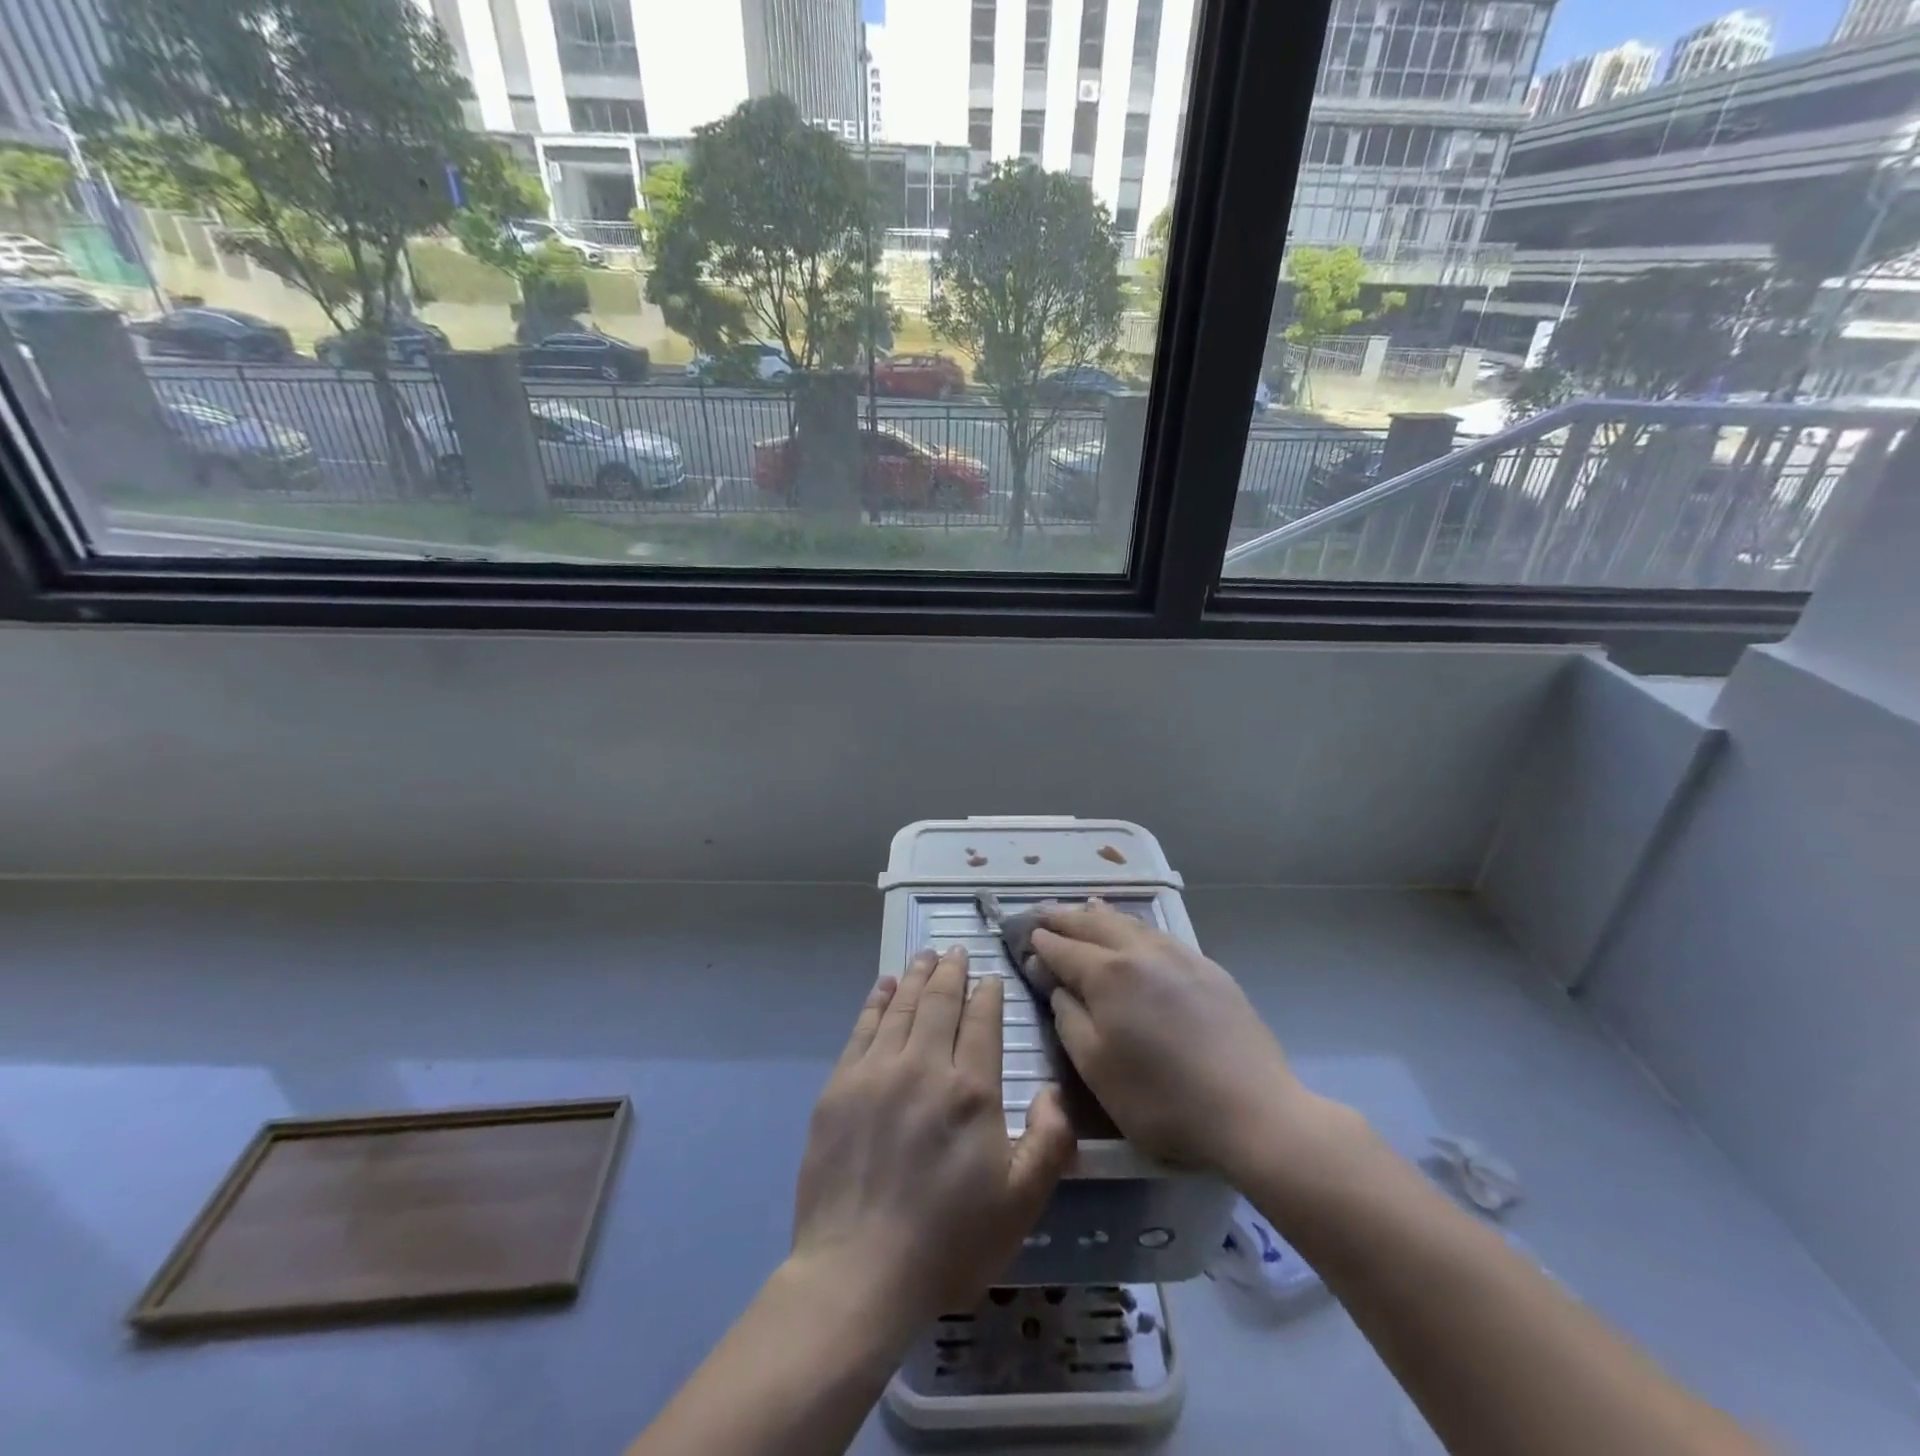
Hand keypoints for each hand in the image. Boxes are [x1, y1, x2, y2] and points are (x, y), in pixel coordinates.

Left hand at [791, 947, 1075, 1329]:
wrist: (858, 1272)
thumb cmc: (948, 1242)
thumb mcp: (1021, 1204)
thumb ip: (1049, 1141)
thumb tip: (1052, 1091)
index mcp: (971, 1090)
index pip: (983, 1021)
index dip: (988, 994)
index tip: (990, 979)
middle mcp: (924, 1066)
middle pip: (940, 1001)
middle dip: (951, 971)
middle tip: (956, 950)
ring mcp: (876, 1072)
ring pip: (901, 1006)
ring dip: (916, 976)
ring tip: (925, 956)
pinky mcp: (839, 1086)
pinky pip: (862, 1028)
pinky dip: (876, 1000)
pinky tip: (883, 985)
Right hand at [1034, 901, 1317, 1180]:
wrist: (1252, 1111)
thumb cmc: (1161, 1099)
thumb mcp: (1096, 1068)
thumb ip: (1068, 1017)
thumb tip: (1054, 981)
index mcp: (1108, 974)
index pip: (1064, 949)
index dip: (1041, 943)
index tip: (1024, 937)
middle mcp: (1141, 952)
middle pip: (1094, 925)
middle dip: (1065, 918)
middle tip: (1043, 912)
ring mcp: (1178, 955)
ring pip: (1130, 922)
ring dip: (1100, 914)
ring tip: (1084, 906)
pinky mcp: (1208, 968)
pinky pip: (1159, 934)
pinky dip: (1135, 925)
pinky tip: (1134, 929)